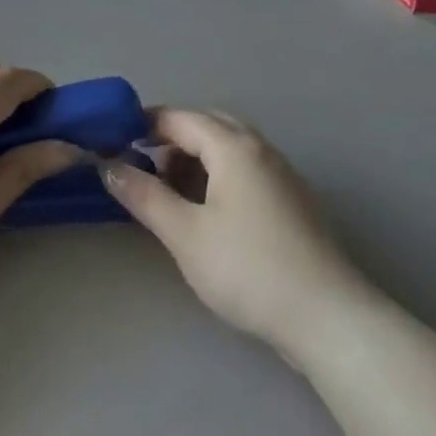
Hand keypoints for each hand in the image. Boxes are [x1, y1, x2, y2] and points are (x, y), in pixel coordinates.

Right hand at [102, 108, 365, 350]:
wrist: (326, 317)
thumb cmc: (247, 268)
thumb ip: (144, 195)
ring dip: (194, 159)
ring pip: (229, 150)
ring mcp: (282, 175)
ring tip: (168, 192)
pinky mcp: (292, 202)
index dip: (143, 124)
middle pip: (208, 126)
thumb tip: (108, 166)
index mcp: (234, 147)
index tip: (112, 141)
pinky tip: (205, 212)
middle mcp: (261, 150)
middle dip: (170, 139)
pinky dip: (217, 177)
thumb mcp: (184, 233)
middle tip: (140, 165)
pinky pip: (246, 171)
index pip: (180, 118)